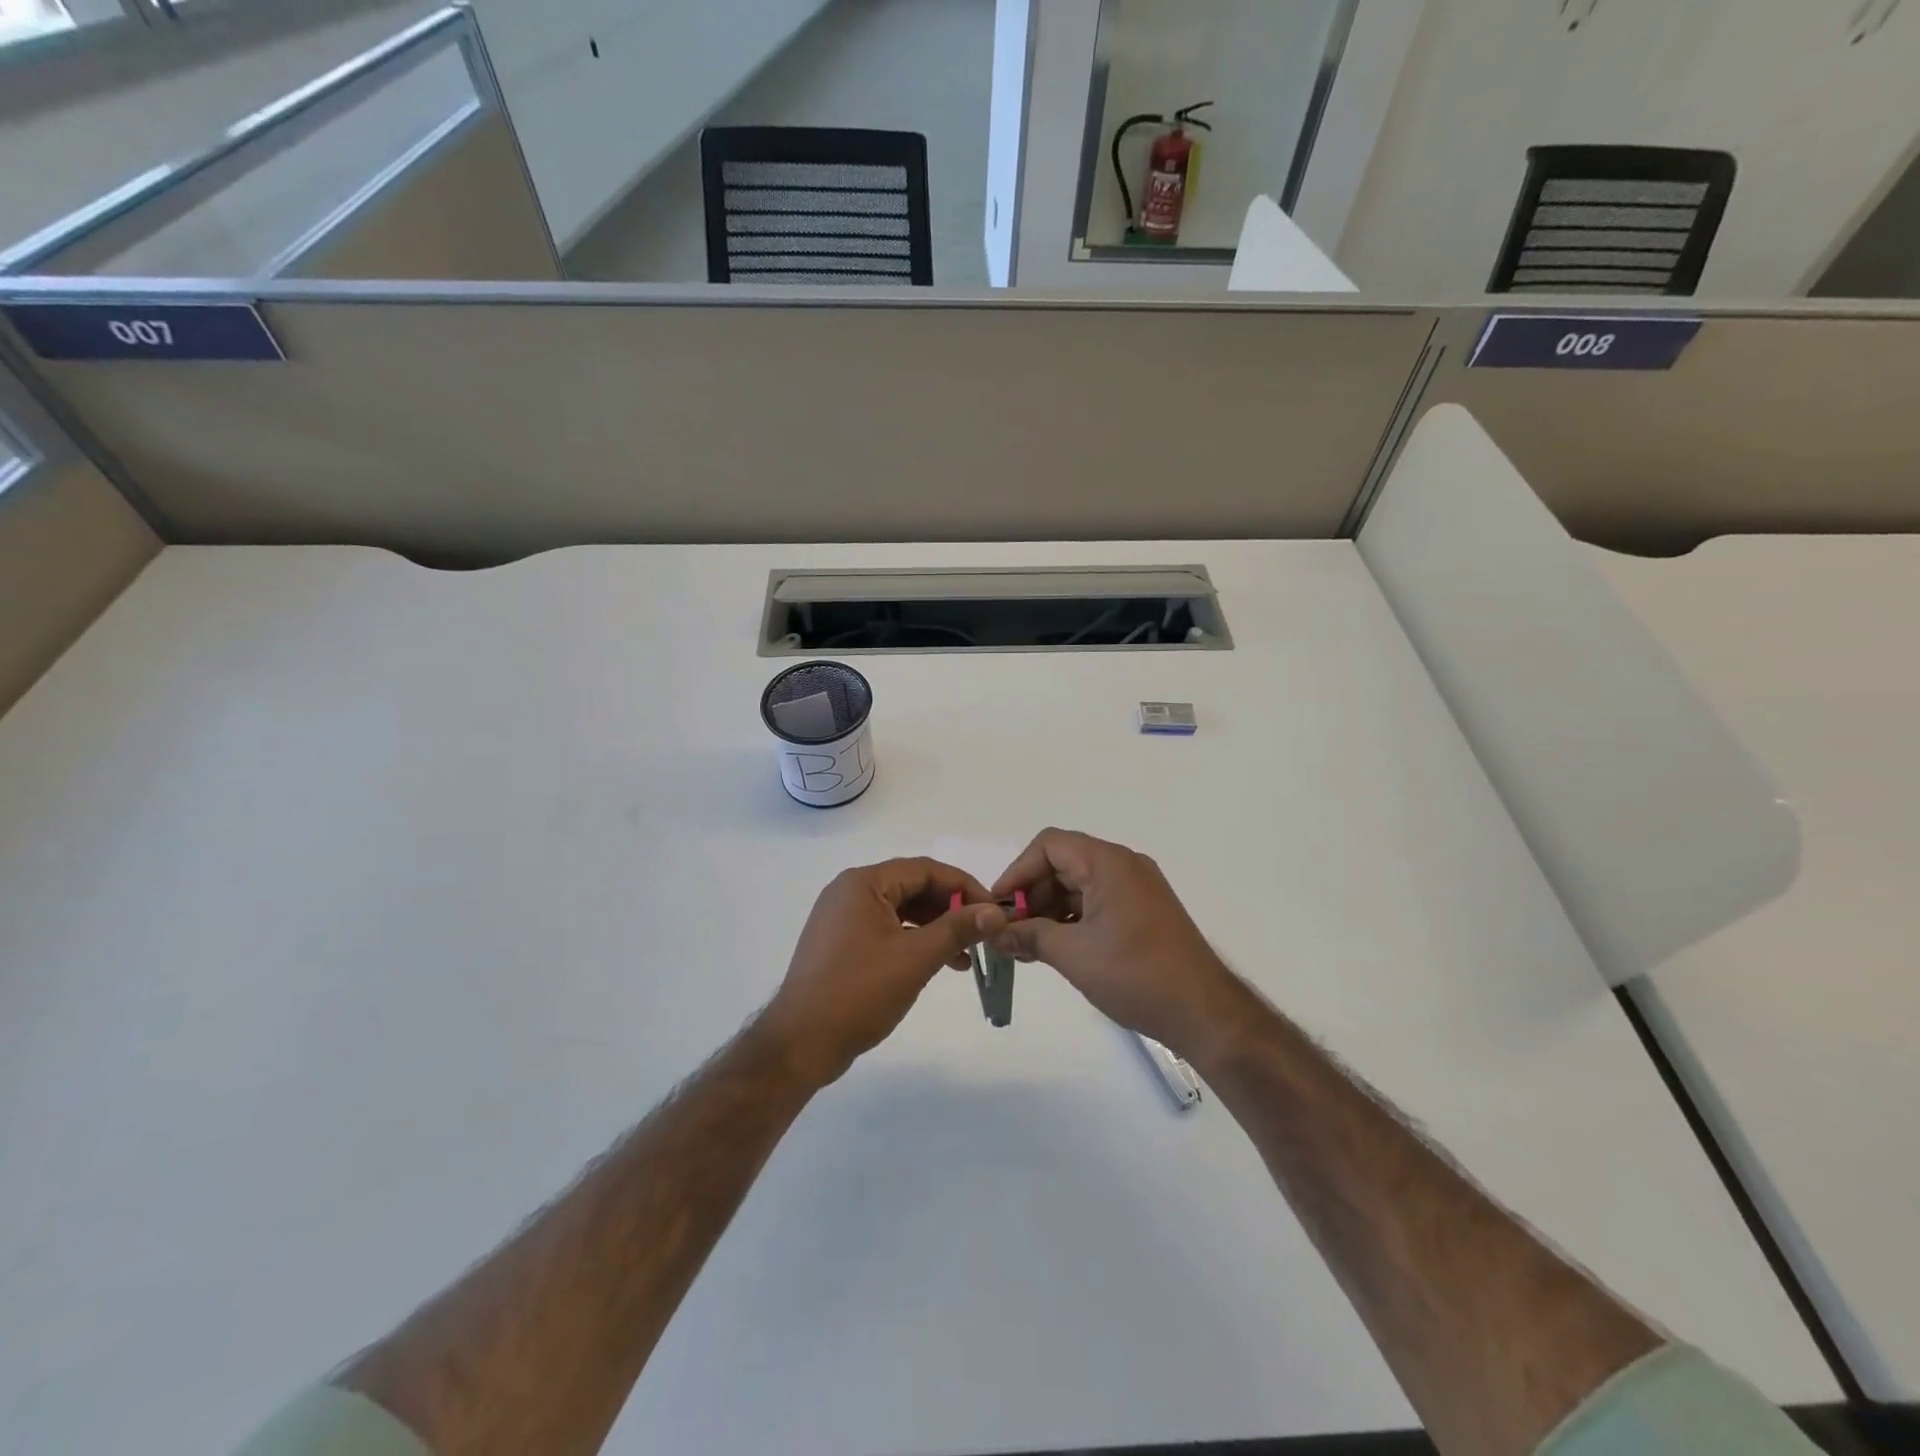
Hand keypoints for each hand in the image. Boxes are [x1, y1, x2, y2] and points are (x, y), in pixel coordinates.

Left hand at [760, 858, 1007, 1086]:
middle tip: (982, 934)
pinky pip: (886, 930)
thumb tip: (996, 912)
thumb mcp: (915, 958)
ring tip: (965, 957)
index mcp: (863, 883)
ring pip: (900, 911)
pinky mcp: (841, 944)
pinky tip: (935, 964)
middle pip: (912, 887)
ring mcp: (842, 919)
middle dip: (950, 909)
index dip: (963, 887)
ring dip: (935, 928)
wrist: (800, 1044)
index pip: (925, 869)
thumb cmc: (859, 992)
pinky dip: (913, 942)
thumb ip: (957, 929)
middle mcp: (850, 892)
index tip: (993, 910)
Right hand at [990, 829, 1257, 1068]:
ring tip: (1027, 946)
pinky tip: (1056, 948)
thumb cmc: (1135, 974)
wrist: (1204, 1012)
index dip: (1018, 871)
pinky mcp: (1144, 912)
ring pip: (1079, 885)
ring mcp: (1138, 888)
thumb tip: (996, 934)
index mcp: (1108, 862)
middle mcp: (1124, 865)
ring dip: (1050, 910)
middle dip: (1032, 894)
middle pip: (1063, 863)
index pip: (1050, 845)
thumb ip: (1029, 936)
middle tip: (1009, 932)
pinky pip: (1098, 902)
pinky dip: (1073, 919)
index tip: (999, 906)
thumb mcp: (1073, 954)